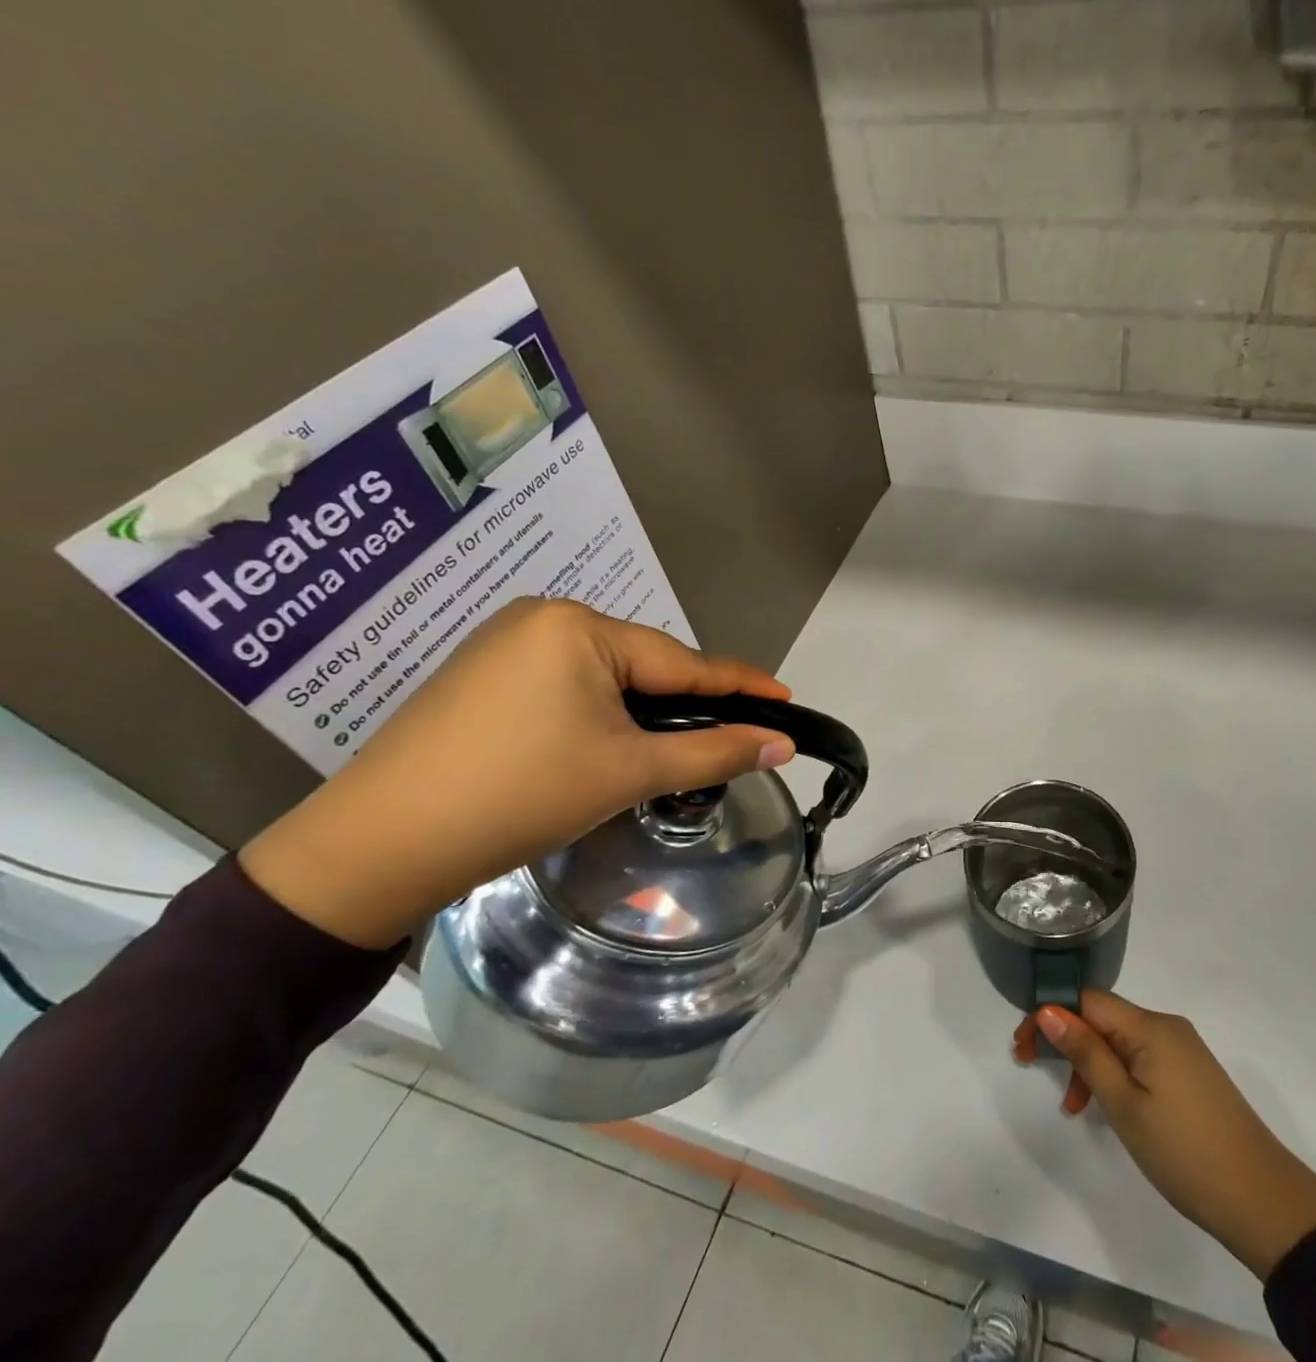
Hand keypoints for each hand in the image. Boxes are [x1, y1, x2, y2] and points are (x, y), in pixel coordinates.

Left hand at [240, 598, 794, 949]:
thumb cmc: (519, 796)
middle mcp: (542, 619)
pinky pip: (567, 685)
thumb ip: (714, 752)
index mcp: (579, 627)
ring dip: (645, 711)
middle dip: (688, 702)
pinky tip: (609, 743)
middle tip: (734, 735)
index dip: (741, 684)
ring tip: (677, 746)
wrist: (378, 847)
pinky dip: (601, 713)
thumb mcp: (629, 772)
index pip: (683, 661)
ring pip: (606, 677)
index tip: (786, 697)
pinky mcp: (483, 676)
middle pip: (644, 666)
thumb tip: (782, 744)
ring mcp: (505, 644)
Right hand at [1015, 992, 1315, 1279]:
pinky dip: (1116, 1074)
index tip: (1023, 1046)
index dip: (1051, 1015)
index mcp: (1150, 1026)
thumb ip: (1086, 1053)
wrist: (1262, 1199)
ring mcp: (1182, 1049)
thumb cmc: (1183, 1151)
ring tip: (1075, 1107)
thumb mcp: (1124, 1104)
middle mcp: (1166, 1025)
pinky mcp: (1191, 1072)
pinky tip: (1108, 1107)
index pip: (1087, 1000)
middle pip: (1103, 1017)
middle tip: (1031, 1068)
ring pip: (1121, 1040)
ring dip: (1090, 1062)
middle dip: (1066, 1039)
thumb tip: (1049, 1009)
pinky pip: (1141, 1057)